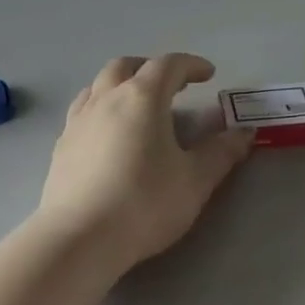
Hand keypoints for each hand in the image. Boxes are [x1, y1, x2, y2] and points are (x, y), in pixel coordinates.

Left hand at [38, 55, 253, 273]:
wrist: (79, 239)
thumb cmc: (144, 203)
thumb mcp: (195, 180)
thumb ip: (221, 152)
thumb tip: (244, 133)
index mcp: (142, 97)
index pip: (168, 65)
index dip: (191, 65)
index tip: (208, 74)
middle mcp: (107, 98)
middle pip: (127, 66)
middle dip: (151, 68)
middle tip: (172, 85)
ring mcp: (79, 120)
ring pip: (99, 84)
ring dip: (121, 84)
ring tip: (137, 105)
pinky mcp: (61, 145)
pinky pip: (83, 110)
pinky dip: (101, 107)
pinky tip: (109, 133)